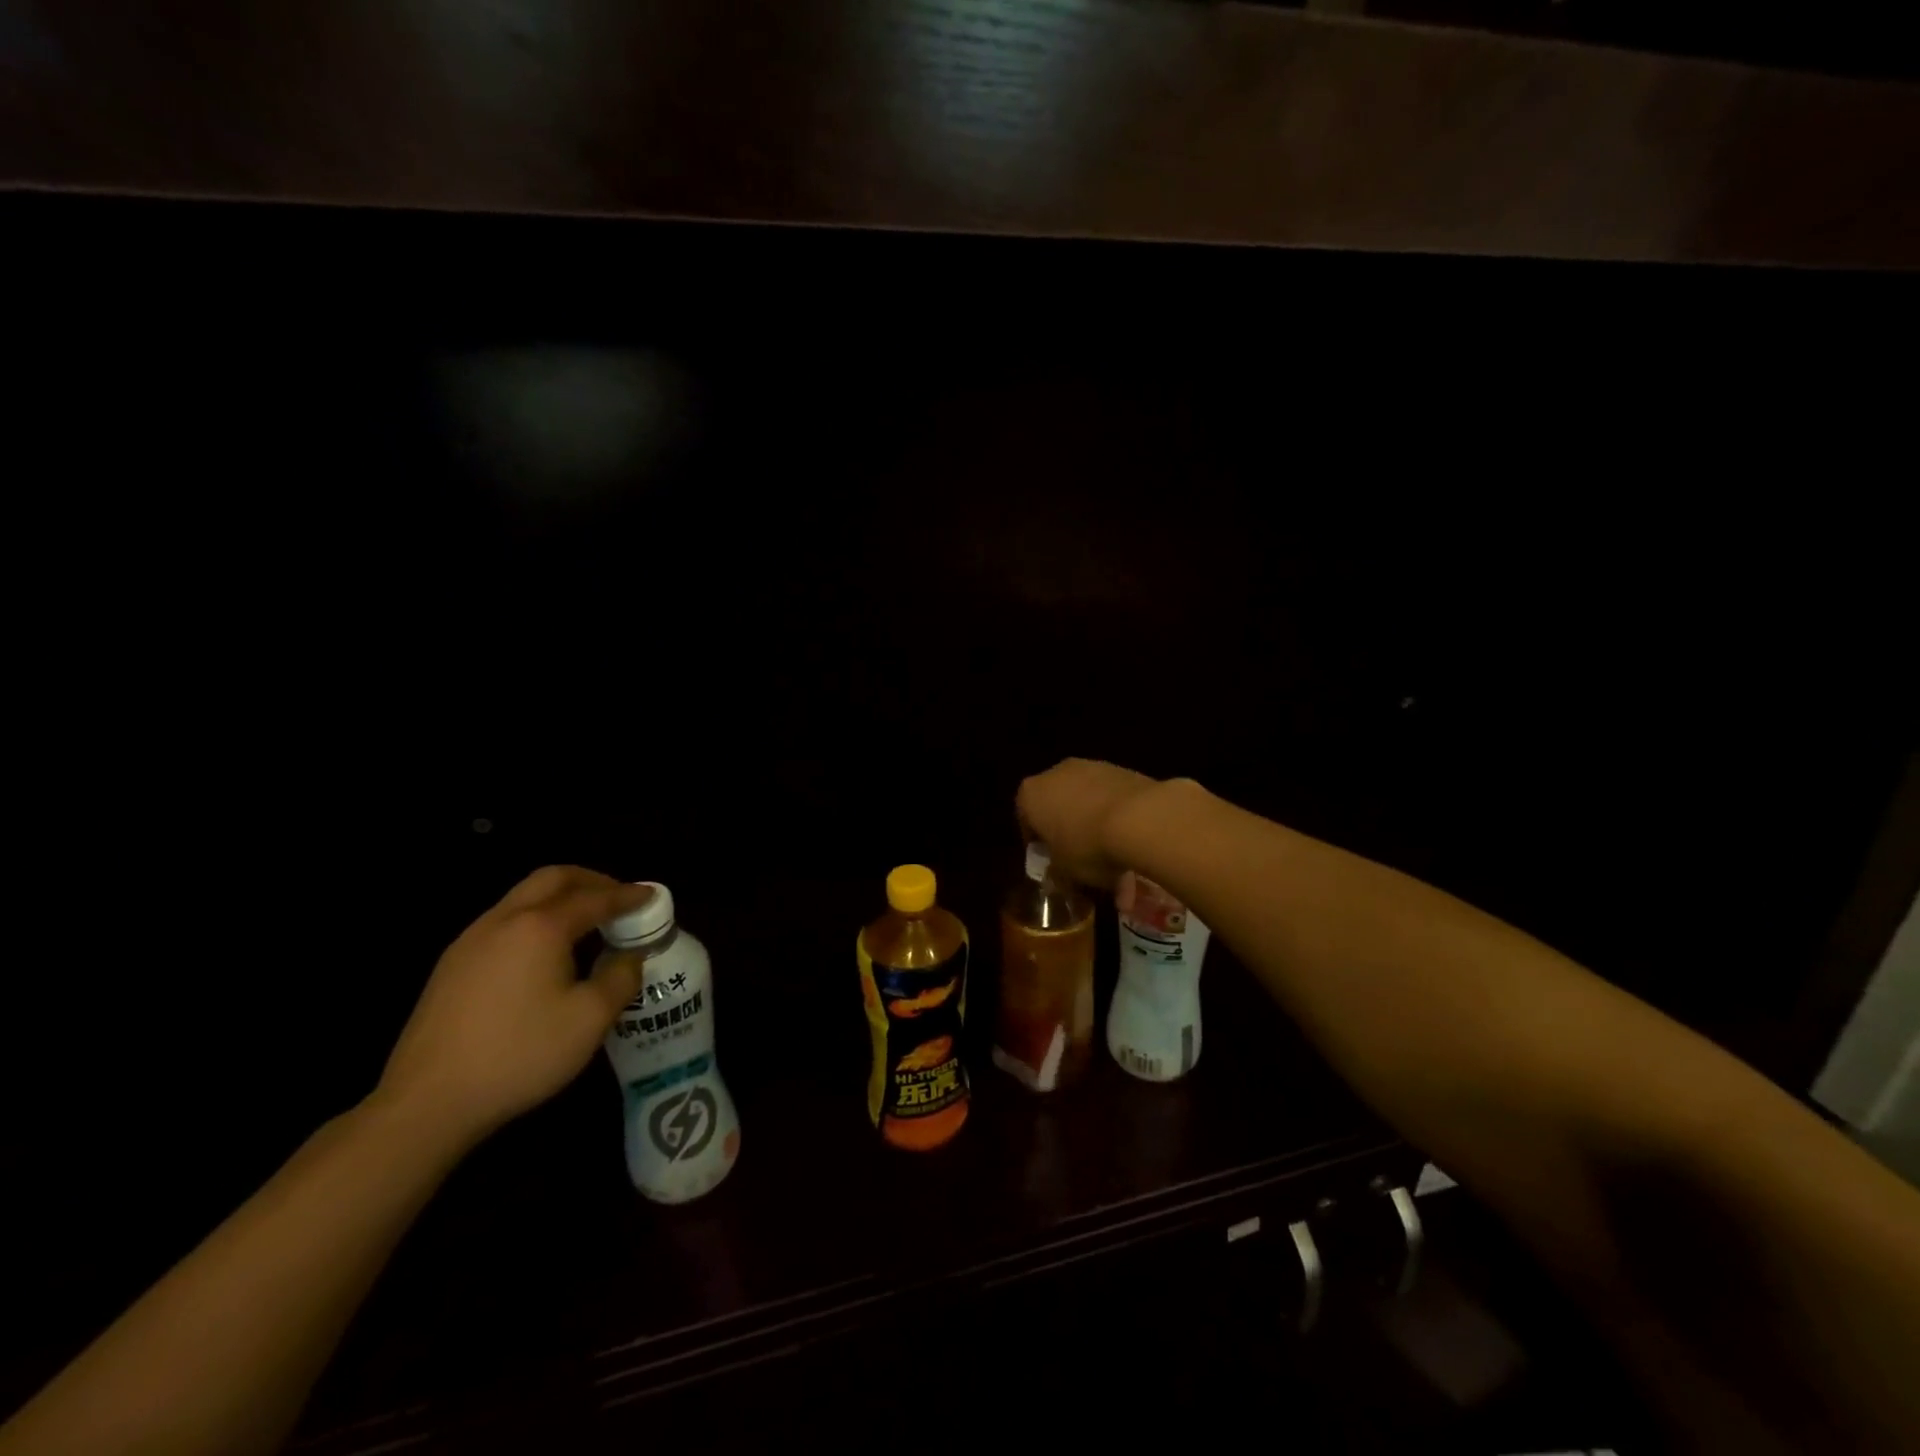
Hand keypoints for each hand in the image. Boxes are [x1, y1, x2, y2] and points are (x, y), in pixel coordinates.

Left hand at [375, 867, 651, 1144]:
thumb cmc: (520, 1054)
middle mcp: (504, 920)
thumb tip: (629, 957)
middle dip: (591, 881)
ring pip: (523, 897)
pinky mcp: (452, 965)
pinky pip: (504, 922)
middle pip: (553, 879)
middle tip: (618, 899)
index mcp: (541, 926)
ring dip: (560, 898)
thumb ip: (620, 978)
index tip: (652, 896)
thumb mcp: (590, 1019)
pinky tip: (545, 954)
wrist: (427, 1102)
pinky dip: (536, 920)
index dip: (628, 895)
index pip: (595, 897)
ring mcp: (471, 940)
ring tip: (586, 925)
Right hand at [1016, 758, 1164, 891]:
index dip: (1037, 843)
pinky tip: (1131, 842)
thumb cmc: (1088, 846)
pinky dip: (1117, 816)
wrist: (1141, 818)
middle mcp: (1057, 773)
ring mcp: (1091, 767)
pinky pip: (1112, 798)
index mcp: (1031, 795)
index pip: (1025, 819)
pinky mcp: (1122, 770)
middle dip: (1068, 830)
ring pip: (1087, 800)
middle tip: (1080, 857)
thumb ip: (1056, 873)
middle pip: (1057, 805)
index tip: (1050, 861)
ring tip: (1113, 855)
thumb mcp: (1065, 872)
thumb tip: (1057, 877)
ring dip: (1095, 824)